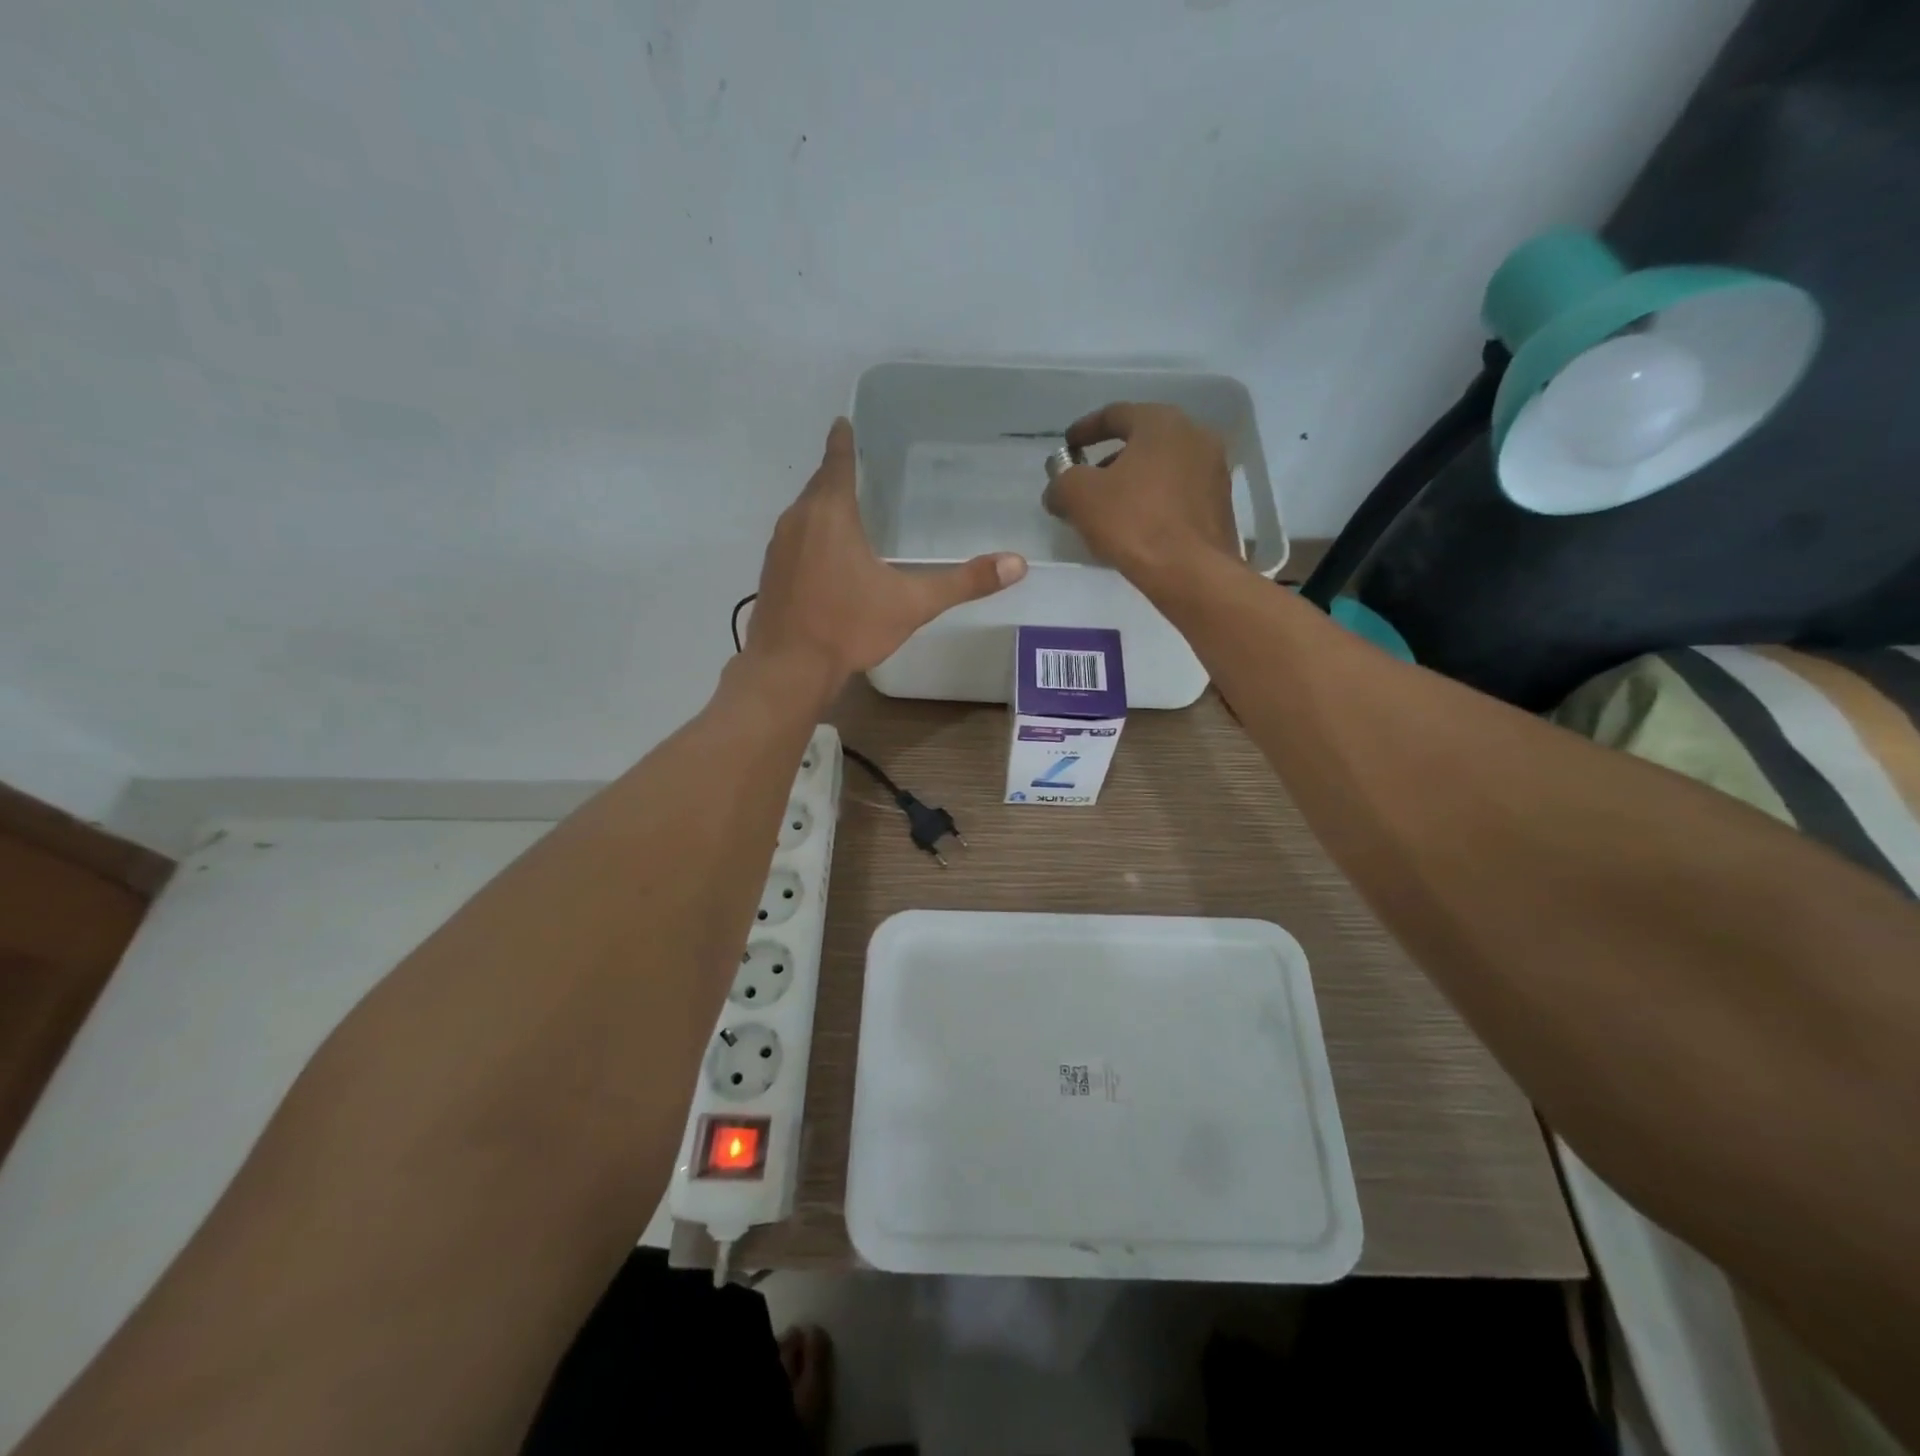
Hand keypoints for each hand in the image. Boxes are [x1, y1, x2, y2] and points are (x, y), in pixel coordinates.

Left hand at [747, 418, 1027, 685]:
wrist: (789, 669)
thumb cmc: (849, 627)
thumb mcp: (912, 604)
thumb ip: (964, 582)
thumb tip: (1017, 564)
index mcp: (831, 514)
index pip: (836, 462)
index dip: (842, 441)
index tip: (842, 421)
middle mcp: (798, 521)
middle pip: (818, 486)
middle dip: (835, 474)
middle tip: (854, 466)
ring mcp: (778, 548)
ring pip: (803, 514)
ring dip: (821, 506)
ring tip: (843, 508)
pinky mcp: (769, 574)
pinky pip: (793, 540)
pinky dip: (810, 536)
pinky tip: (824, 556)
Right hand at [1042, 403, 1240, 588]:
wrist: (1193, 573)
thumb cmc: (1135, 523)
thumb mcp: (1080, 497)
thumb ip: (1062, 483)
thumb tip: (1058, 489)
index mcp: (1162, 423)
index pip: (1116, 414)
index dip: (1085, 429)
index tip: (1068, 446)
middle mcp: (1195, 436)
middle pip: (1142, 441)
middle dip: (1110, 460)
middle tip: (1086, 481)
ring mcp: (1213, 471)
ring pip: (1162, 468)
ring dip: (1132, 482)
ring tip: (1108, 510)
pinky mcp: (1219, 505)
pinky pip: (1177, 493)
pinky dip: (1153, 501)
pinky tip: (1136, 527)